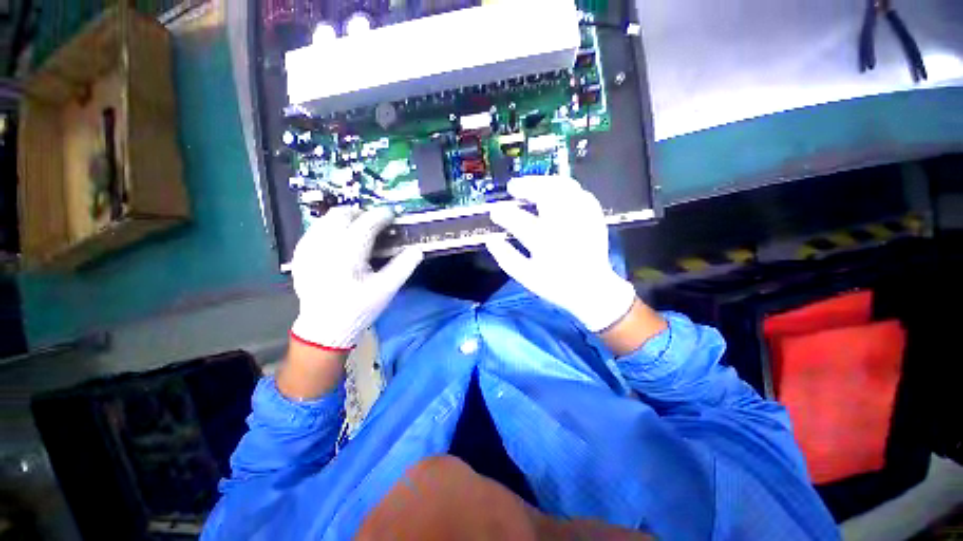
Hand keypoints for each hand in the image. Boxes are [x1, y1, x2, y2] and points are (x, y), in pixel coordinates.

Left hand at [290, 207, 423, 349]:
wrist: (325, 328)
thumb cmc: (359, 308)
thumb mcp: (386, 289)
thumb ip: (404, 266)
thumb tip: (418, 248)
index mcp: (347, 256)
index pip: (366, 224)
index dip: (381, 215)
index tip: (392, 214)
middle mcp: (323, 247)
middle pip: (341, 215)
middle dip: (361, 213)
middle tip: (376, 223)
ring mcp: (307, 250)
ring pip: (325, 219)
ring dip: (345, 219)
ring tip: (359, 230)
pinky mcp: (299, 255)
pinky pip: (315, 230)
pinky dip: (330, 228)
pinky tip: (340, 241)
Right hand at [485, 176, 637, 332]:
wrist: (592, 290)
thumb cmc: (556, 285)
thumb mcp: (526, 277)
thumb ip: (506, 258)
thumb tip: (491, 240)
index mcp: (545, 243)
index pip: (518, 221)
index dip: (503, 214)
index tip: (495, 211)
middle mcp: (563, 226)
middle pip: (544, 195)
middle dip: (525, 186)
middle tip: (513, 187)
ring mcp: (581, 219)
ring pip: (564, 188)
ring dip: (544, 182)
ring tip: (532, 184)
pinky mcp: (594, 217)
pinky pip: (579, 193)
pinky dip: (564, 188)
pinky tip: (555, 192)